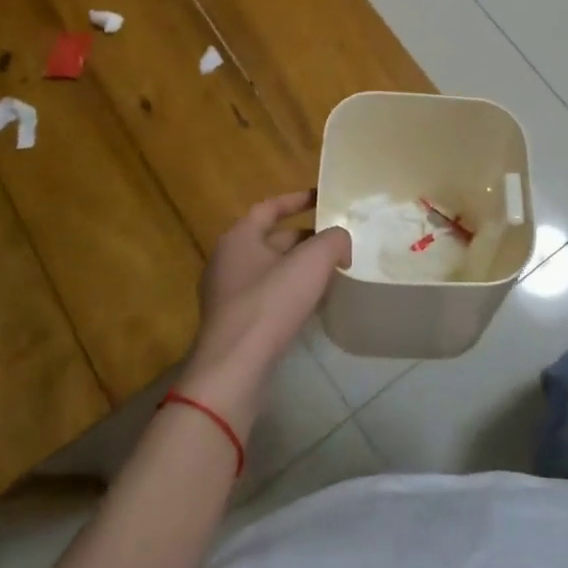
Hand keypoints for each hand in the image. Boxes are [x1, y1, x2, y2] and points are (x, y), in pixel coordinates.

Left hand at [175, 190, 350, 429]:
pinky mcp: (233, 324)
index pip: (270, 207)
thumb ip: (334, 240)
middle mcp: (227, 260)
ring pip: (271, 271)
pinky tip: (313, 306)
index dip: (298, 200)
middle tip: (337, 243)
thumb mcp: (312, 261)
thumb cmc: (270, 303)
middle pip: (272, 240)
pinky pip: (266, 298)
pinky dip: (290, 295)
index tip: (323, 198)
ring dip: (299, 269)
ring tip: (332, 273)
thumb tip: (340, 244)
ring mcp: (226, 295)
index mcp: (239, 237)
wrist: (234, 368)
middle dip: (305, 239)